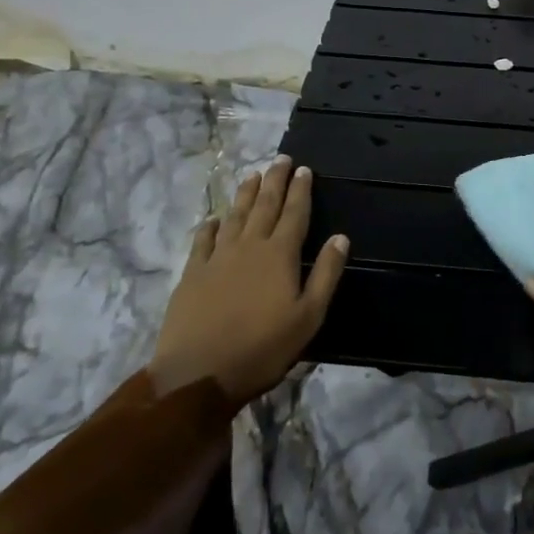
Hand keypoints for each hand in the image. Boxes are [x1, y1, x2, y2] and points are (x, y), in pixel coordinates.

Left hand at [151, 157, 347, 406]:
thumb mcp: (308, 317)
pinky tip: (214, 218)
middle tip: (281, 159)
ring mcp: (217, 258)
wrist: (198, 373)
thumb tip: (341, 237)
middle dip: (275, 181)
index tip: (304, 169)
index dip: (301, 190)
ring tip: (253, 175)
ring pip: (234, 216)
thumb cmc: (263, 348)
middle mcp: (249, 247)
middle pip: (264, 206)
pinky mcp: (192, 274)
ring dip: (245, 194)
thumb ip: (326, 275)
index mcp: (280, 255)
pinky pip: (203, 240)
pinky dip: (211, 226)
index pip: (294, 213)